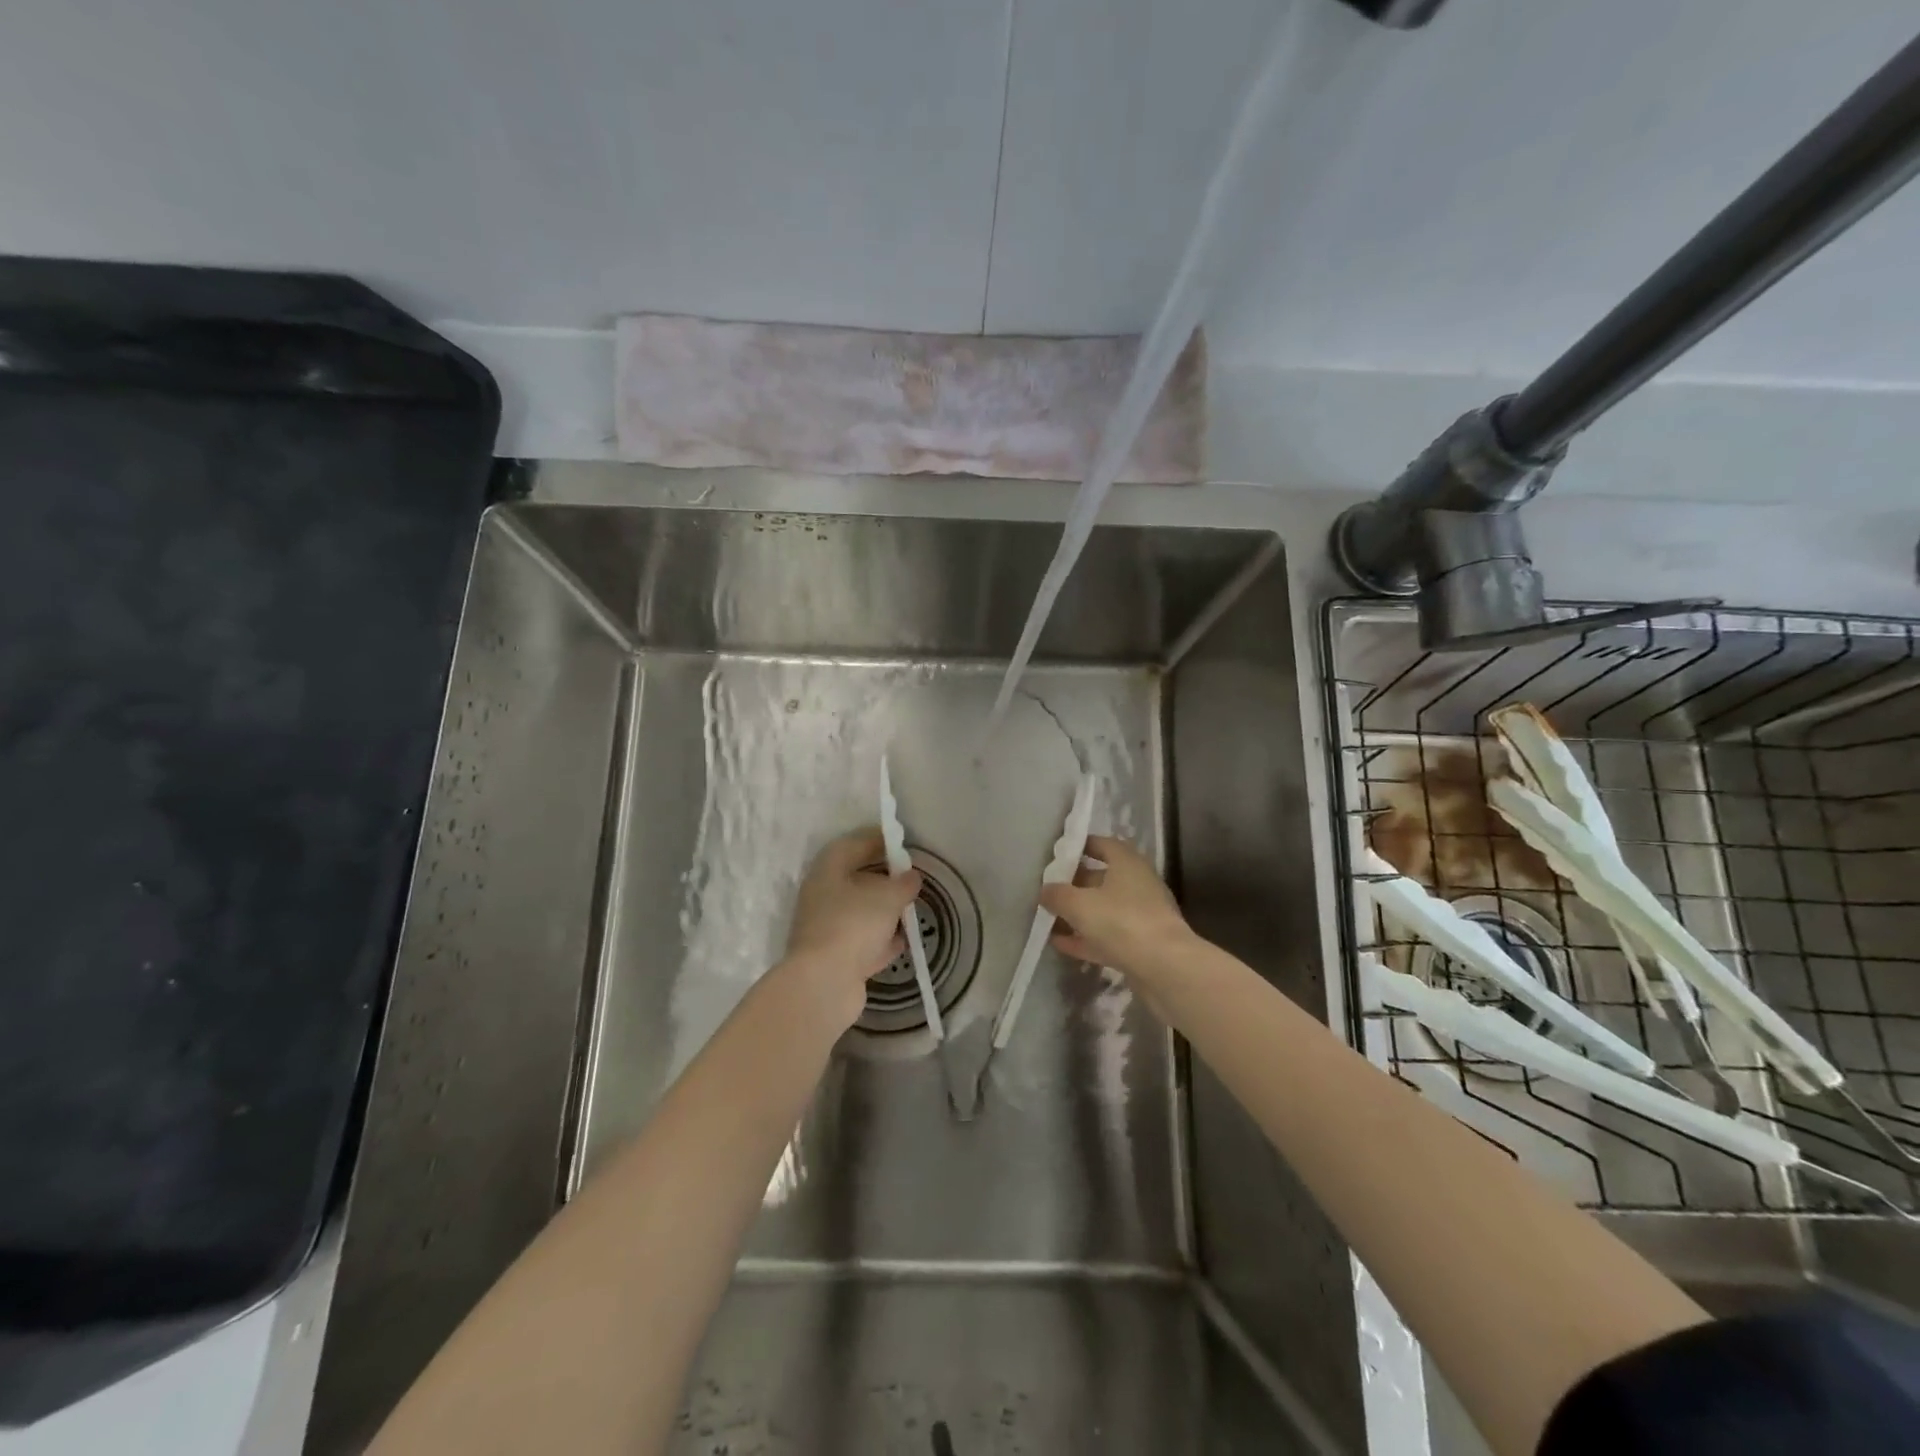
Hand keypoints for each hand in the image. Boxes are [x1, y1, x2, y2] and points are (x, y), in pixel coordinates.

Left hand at [783, 828, 921, 1017]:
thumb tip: (911, 877)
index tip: (903, 841)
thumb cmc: (853, 925)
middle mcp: (823, 895)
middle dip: (885, 877)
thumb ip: (904, 883)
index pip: (854, 843)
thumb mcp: (888, 897)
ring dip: (884, 910)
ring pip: (860, 910)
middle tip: (911, 877)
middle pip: (857, 878)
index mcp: (828, 870)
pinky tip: (902, 940)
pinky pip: (862, 940)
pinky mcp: (835, 957)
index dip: (879, 839)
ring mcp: (827, 928)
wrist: (824, 984)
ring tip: (912, 908)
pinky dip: (880, 938)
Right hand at [1041, 835, 1192, 977]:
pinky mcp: (1140, 945)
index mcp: (1127, 864)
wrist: (1165, 968)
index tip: (1058, 853)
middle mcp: (1137, 885)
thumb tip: (1045, 890)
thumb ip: (1058, 894)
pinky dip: (1086, 938)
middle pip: (1102, 878)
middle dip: (1075, 883)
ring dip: (1078, 914)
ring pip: (1104, 910)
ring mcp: (1141, 916)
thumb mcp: (1079, 904)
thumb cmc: (1121, 921)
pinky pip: (1107, 936)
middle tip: (1048, 889)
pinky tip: (1061, 944)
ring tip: (1049, 918)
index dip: (1080, 846)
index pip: (1103, 845)